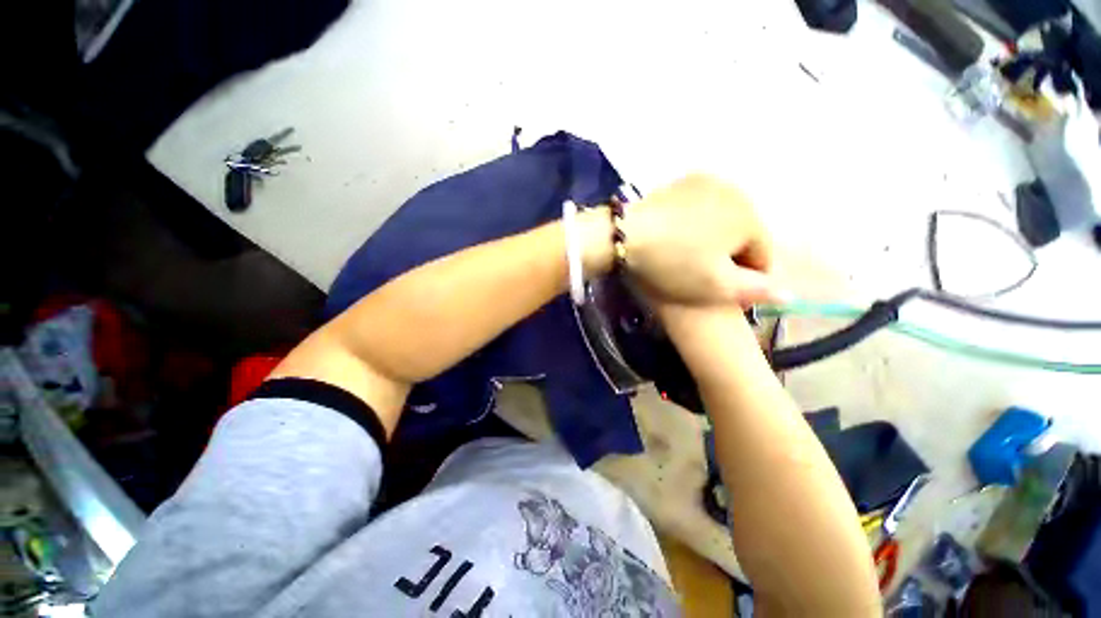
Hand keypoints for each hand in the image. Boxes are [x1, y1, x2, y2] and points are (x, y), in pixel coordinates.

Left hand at [619, 175, 785, 306]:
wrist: (626, 235)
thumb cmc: (673, 262)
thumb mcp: (714, 285)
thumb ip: (755, 290)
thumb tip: (788, 293)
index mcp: (751, 217)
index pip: (764, 255)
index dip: (751, 280)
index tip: (731, 295)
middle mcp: (737, 191)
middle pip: (745, 234)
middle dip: (732, 258)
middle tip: (708, 277)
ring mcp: (708, 182)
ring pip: (724, 220)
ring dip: (716, 240)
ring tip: (692, 258)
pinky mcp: (683, 182)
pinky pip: (702, 208)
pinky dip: (698, 224)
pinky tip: (679, 237)